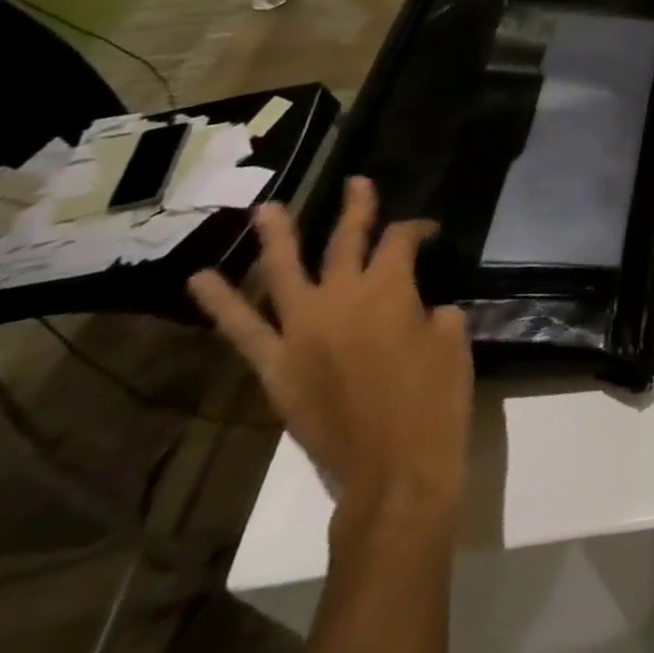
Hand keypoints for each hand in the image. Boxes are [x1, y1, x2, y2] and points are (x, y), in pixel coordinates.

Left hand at [188, 175, 473, 515]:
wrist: (395, 469)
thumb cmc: (435, 398)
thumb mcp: (450, 338)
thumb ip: (428, 311)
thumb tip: (412, 310)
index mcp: (388, 288)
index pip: (400, 240)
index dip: (417, 229)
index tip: (429, 234)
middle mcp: (339, 299)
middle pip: (345, 241)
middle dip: (356, 209)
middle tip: (357, 183)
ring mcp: (301, 332)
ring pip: (284, 274)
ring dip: (277, 238)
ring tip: (267, 209)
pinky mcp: (277, 368)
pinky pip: (244, 332)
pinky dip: (223, 305)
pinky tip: (203, 281)